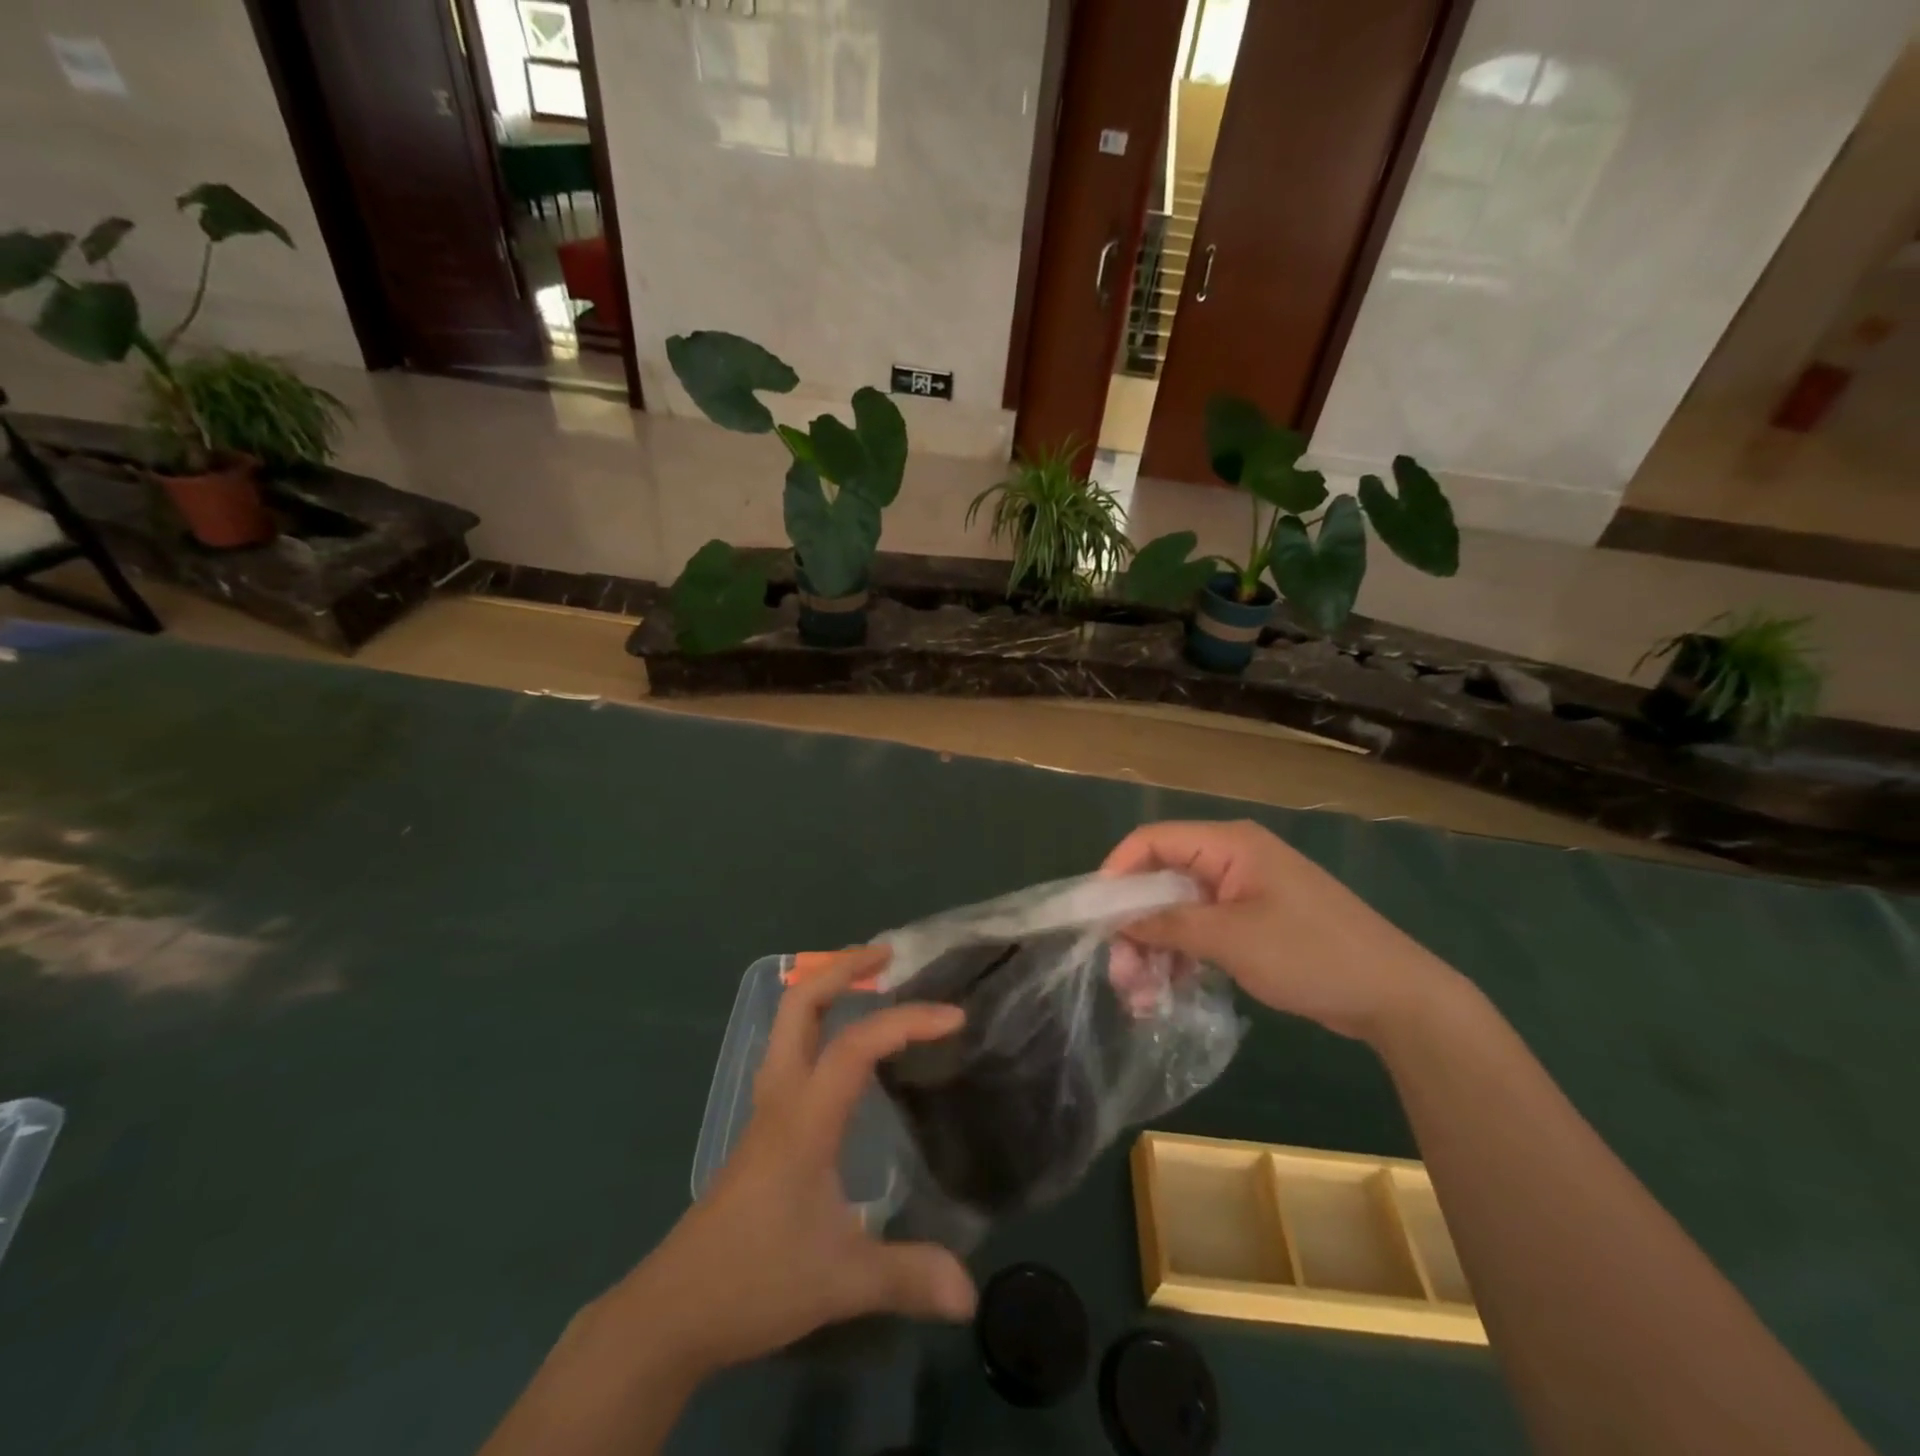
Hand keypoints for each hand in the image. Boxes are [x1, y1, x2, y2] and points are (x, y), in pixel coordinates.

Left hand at [616, 945, 976, 1378]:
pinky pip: (791, 1050)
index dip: (905, 1021)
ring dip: (826, 989)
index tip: (954, 1018)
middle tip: (888, 957)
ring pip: (788, 1023)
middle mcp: (782, 1097)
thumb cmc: (754, 1281)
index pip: (855, 1046)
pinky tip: (846, 1050)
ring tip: (872, 984)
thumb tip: (971, 1294)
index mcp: (803, 1119)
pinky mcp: (762, 1127)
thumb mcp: (840, 1282)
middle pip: (799, 1005)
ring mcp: (766, 1108)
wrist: (673, 1311)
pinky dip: (819, 1024)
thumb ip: (907, 1277)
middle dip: (842, 968)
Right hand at [1102, 820, 1457, 1042]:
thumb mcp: (1231, 938)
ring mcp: (1242, 893)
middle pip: (1162, 881)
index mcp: (1228, 845)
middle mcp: (1231, 860)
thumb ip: (1168, 924)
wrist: (1395, 996)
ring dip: (1155, 949)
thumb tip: (1118, 920)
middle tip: (1119, 974)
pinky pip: (1201, 931)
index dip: (1117, 871)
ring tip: (1139, 997)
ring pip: (1178, 911)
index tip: (1094, 915)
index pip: (1153, 841)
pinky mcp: (1252, 924)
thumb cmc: (1310, 953)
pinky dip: (1181, 958)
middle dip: (1135, 925)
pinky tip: (1165, 992)